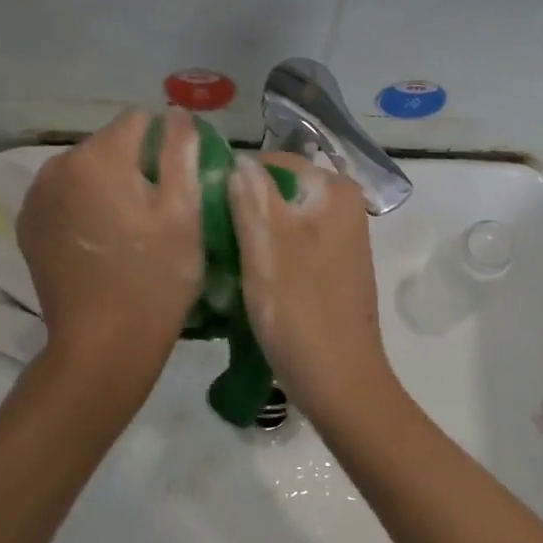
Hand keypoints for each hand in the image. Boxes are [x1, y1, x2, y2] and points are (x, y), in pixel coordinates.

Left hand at [17, 109, 202, 382]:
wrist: (103, 345)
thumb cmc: (155, 277)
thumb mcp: (184, 212)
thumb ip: (181, 152)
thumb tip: (177, 114)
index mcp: (97, 157)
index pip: (139, 120)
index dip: (166, 144)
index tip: (179, 181)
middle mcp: (56, 167)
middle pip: (109, 145)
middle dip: (135, 165)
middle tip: (158, 212)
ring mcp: (36, 198)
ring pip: (85, 171)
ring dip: (108, 186)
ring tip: (129, 229)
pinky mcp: (28, 227)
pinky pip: (65, 198)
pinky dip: (84, 207)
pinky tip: (101, 243)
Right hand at [227, 151, 404, 432]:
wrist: (341, 384)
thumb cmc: (301, 313)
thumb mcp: (267, 248)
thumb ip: (251, 196)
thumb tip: (237, 159)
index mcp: (334, 192)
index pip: (271, 162)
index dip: (231, 180)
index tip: (199, 209)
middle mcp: (343, 207)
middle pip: (276, 191)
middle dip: (240, 209)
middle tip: (204, 237)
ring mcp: (339, 239)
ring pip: (280, 220)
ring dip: (249, 235)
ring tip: (218, 259)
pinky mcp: (331, 268)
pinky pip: (290, 245)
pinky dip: (266, 255)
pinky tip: (241, 277)